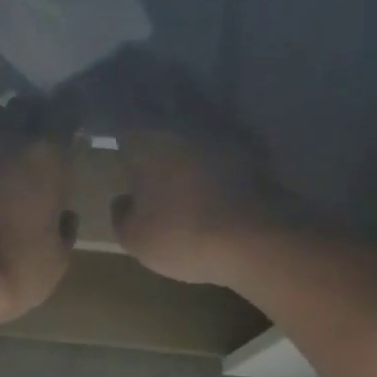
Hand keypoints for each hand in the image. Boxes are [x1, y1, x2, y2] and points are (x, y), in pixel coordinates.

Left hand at [0, 100, 76, 325]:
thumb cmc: (18, 269)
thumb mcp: (58, 258)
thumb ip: (64, 229)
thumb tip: (63, 216)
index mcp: (47, 156)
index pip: (65, 108)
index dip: (69, 109)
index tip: (70, 121)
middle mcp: (7, 138)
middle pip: (22, 105)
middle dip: (30, 115)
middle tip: (33, 134)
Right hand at [113, 129, 282, 286]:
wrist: (252, 241)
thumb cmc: (180, 237)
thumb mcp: (135, 239)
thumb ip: (122, 216)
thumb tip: (123, 201)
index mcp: (151, 146)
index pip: (130, 137)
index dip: (125, 151)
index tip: (123, 166)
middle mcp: (187, 134)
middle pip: (166, 139)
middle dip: (160, 156)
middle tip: (155, 181)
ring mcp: (224, 145)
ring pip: (199, 150)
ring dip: (192, 165)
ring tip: (188, 192)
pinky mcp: (255, 162)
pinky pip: (227, 166)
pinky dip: (220, 178)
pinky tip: (217, 199)